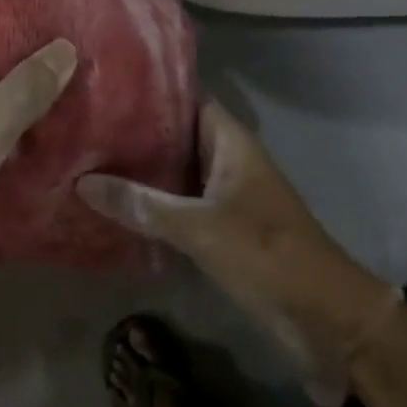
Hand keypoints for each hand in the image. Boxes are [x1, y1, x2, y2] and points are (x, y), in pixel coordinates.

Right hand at [79, 101, 392, 406]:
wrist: (324, 317)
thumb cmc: (266, 253)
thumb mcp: (199, 226)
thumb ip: (142, 205)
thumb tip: (83, 181)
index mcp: (230, 141)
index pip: (185, 99)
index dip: (149, 92)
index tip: (106, 89)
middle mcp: (226, 159)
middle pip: (175, 136)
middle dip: (135, 134)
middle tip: (85, 127)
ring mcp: (225, 194)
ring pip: (175, 171)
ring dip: (141, 171)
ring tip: (89, 160)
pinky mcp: (222, 227)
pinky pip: (179, 204)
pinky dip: (152, 203)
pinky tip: (115, 206)